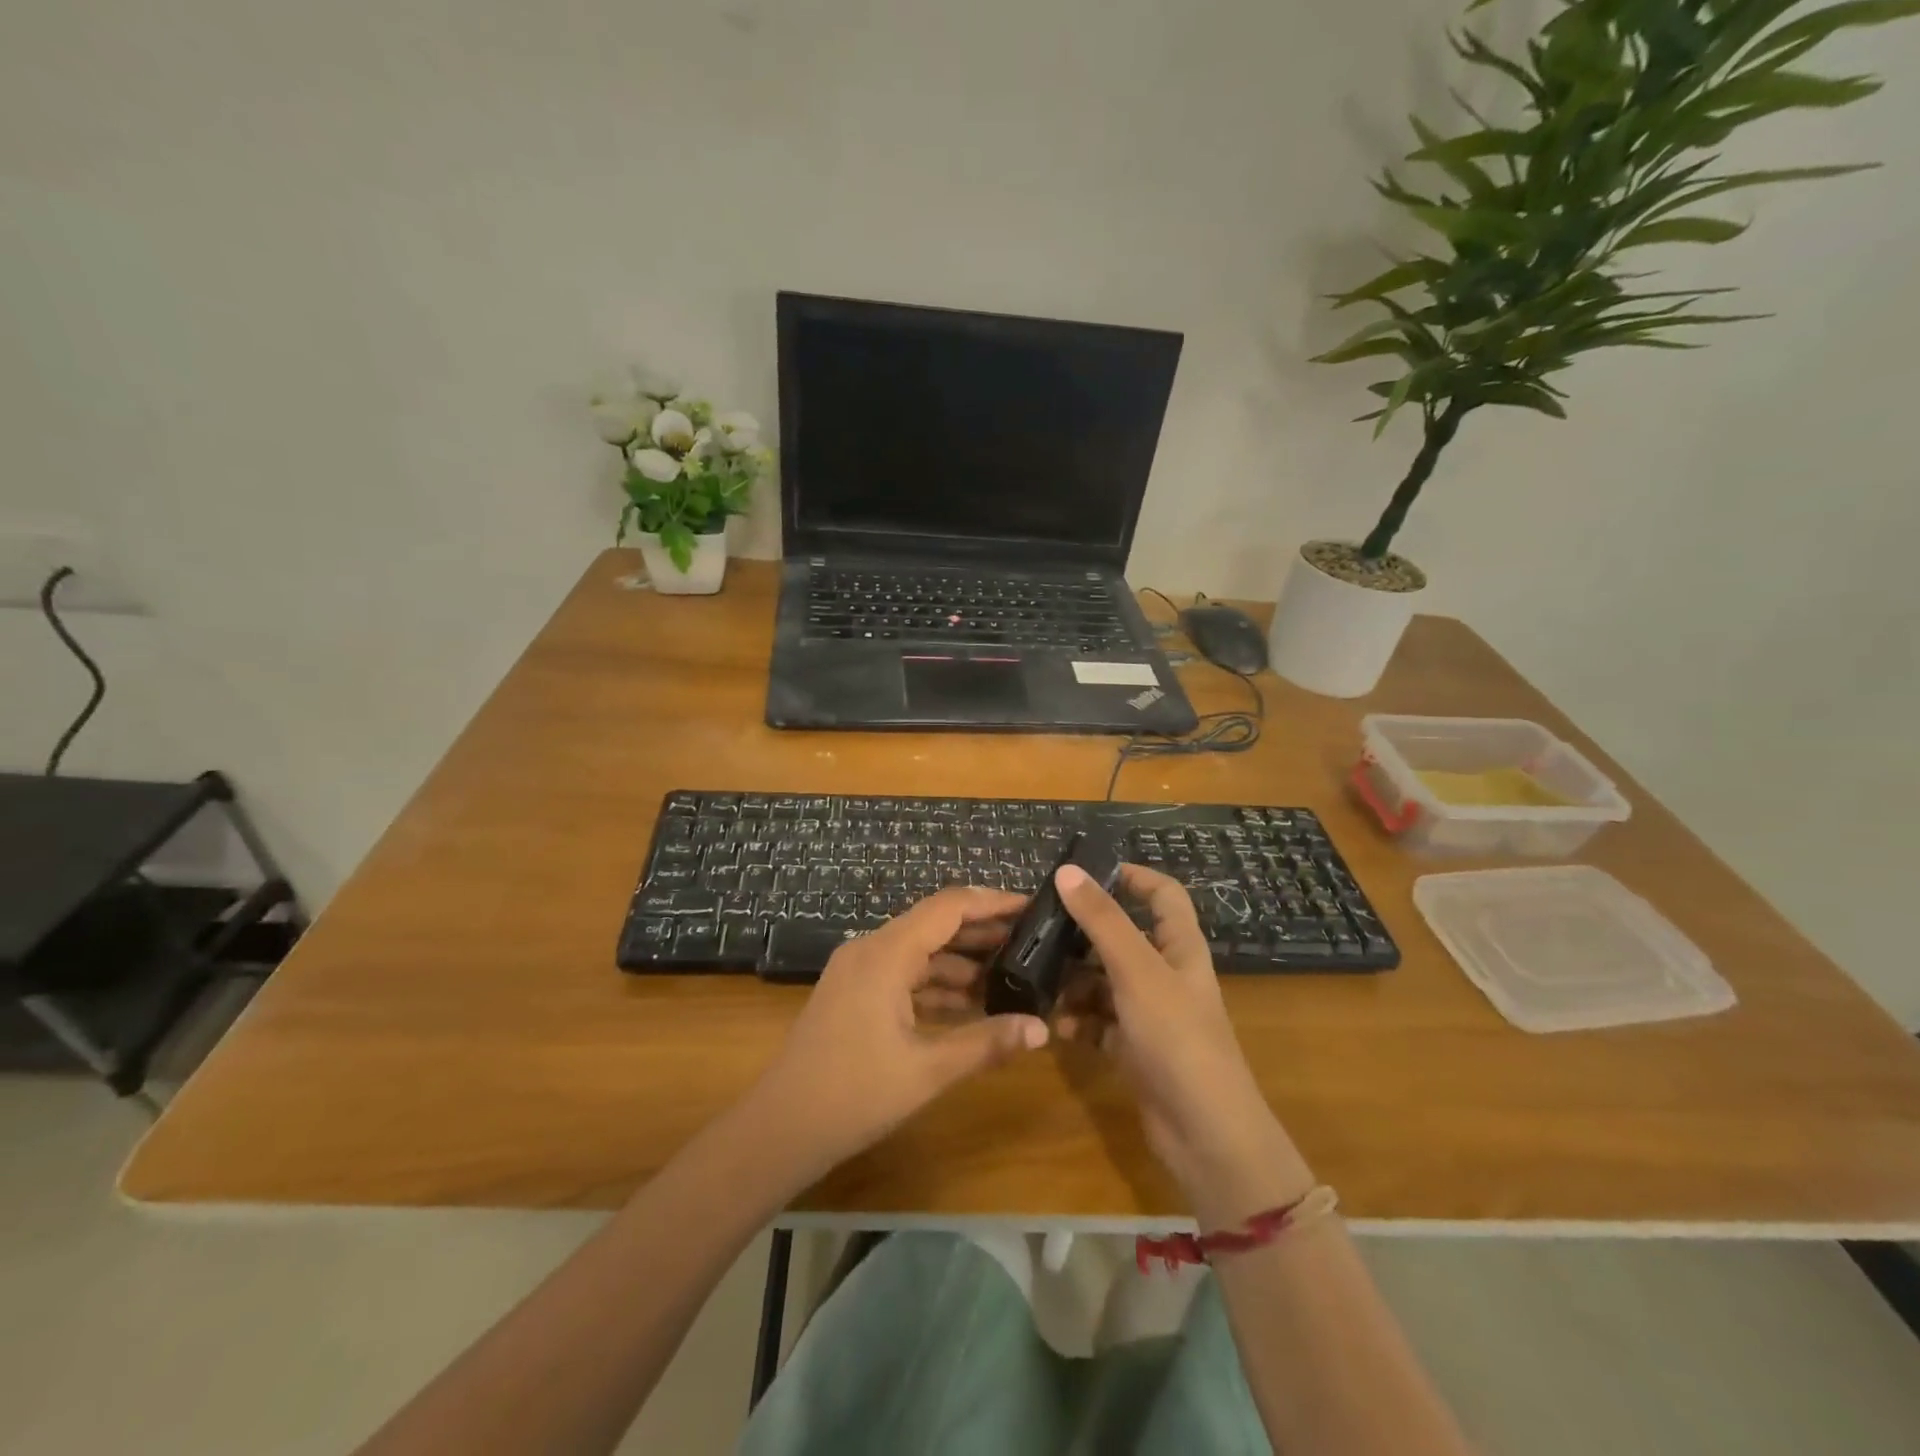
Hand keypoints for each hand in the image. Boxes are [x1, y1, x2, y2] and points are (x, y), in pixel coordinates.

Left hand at [745, 888, 1050, 1179]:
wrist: (780, 1128)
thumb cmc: (854, 1094)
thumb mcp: (927, 1070)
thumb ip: (986, 1043)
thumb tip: (1041, 1028)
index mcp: (886, 953)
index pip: (949, 907)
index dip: (992, 902)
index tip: (1032, 906)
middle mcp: (871, 949)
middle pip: (935, 925)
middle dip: (982, 932)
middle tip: (1031, 942)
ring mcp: (859, 971)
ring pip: (920, 952)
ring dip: (961, 962)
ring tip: (1011, 975)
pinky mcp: (854, 994)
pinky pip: (904, 975)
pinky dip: (936, 984)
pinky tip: (970, 1004)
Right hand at [1053, 863, 1313, 1226]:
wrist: (1206, 1136)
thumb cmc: (1177, 1038)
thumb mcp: (1137, 971)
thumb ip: (1102, 920)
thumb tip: (1068, 870)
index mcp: (1180, 947)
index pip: (1163, 895)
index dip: (1131, 877)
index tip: (1085, 874)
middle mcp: (1166, 975)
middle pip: (1123, 938)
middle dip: (1083, 935)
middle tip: (1040, 932)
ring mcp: (1151, 1014)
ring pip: (1105, 981)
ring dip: (1074, 982)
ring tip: (1040, 984)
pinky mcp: (1136, 1049)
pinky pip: (1100, 1023)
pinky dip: (1080, 1021)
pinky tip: (1058, 1028)